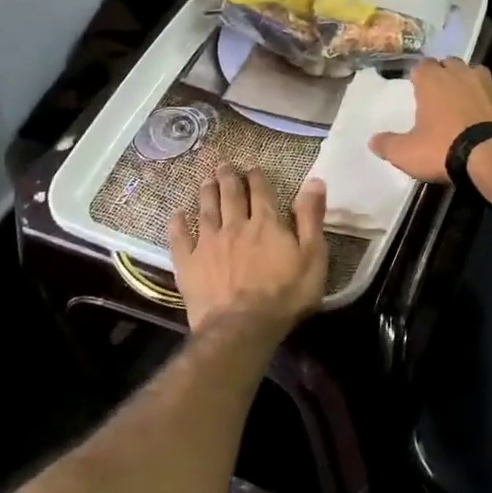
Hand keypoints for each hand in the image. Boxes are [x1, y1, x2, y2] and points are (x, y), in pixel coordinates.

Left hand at [169, 166, 327, 335]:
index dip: (257, 177)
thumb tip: (314, 181)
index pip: (261, 191)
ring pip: (206, 210)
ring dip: (206, 192)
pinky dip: (178, 224)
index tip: (253, 167)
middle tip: (224, 165)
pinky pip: (180, 239)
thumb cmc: (285, 295)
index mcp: (266, 223)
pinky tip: (177, 214)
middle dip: (228, 177)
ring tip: (206, 180)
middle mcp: (235, 226)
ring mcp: (208, 244)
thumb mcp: (313, 257)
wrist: (242, 327)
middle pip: (230, 194)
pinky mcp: (189, 264)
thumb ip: (311, 218)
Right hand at [369, 59, 491, 182]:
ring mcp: (488, 84)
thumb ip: (388, 145)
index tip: (417, 90)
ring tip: (463, 105)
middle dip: (444, 75)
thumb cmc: (443, 148)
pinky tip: (484, 120)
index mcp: (433, 79)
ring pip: (474, 74)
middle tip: (439, 97)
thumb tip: (373, 141)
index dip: (419, 77)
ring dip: (468, 84)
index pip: (422, 66)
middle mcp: (461, 73)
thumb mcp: (407, 153)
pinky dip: (487, 103)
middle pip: (449, 65)